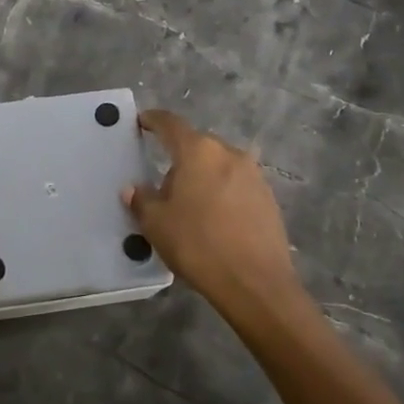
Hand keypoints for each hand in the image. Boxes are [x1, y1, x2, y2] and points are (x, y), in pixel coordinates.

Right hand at [124, 110, 300, 317]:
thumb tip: (134, 189)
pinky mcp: (268, 198)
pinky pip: (236, 185)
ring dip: (203, 177)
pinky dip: (222, 193)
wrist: (255, 283)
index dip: (153, 120)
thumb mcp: (157, 224)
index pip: (170, 124)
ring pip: (219, 166)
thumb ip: (141, 200)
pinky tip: (215, 220)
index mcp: (198, 151)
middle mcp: (229, 153)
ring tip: (190, 207)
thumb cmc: (198, 245)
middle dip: (179, 159)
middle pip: (197, 146)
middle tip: (163, 186)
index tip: (142, 121)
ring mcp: (253, 174)